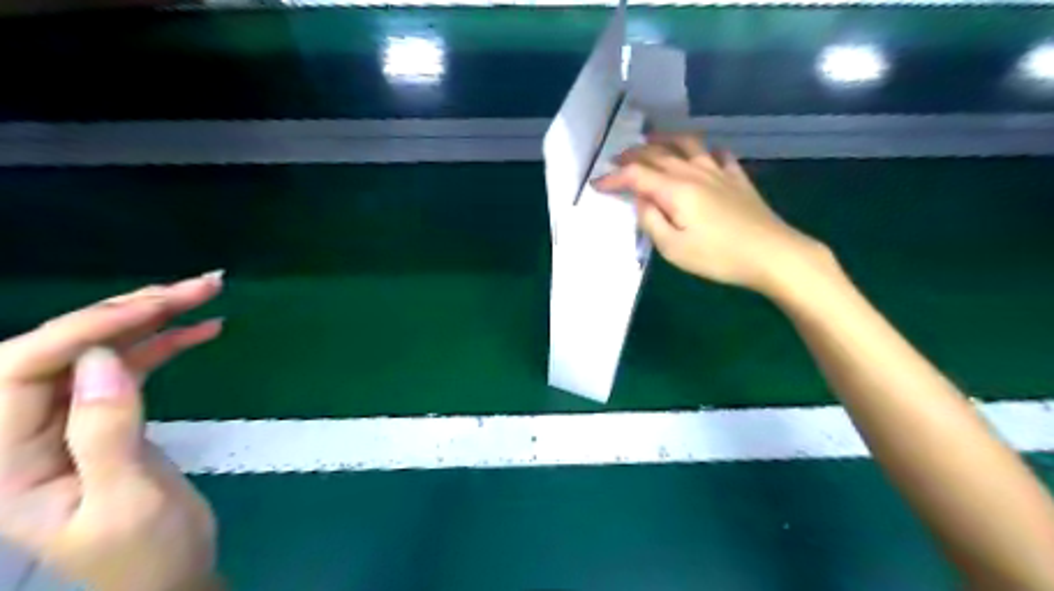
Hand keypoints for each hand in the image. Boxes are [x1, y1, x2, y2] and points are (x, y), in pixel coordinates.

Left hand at [1, 273, 226, 589]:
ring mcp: (70, 420)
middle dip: (128, 312)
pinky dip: (169, 342)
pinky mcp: (109, 415)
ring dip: (154, 318)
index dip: (81, 331)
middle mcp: (26, 431)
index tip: (154, 307)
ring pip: (102, 349)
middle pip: (63, 350)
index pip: (20, 372)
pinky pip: (132, 365)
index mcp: (5, 462)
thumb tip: (100, 360)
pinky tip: (204, 327)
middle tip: (195, 287)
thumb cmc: (145, 554)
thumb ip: (106, 431)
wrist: (169, 575)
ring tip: (205, 292)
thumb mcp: (127, 501)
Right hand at [592, 134, 823, 294]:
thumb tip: (641, 201)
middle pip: (658, 154)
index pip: (636, 176)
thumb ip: (651, 222)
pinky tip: (703, 154)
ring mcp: (718, 171)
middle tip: (616, 159)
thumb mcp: (673, 249)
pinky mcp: (737, 178)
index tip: (597, 184)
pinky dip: (704, 150)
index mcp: (674, 190)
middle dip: (633, 155)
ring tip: (652, 140)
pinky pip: (718, 154)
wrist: (772, 254)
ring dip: (665, 140)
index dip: (614, 178)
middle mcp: (693, 172)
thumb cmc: (718, 256)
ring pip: (687, 144)